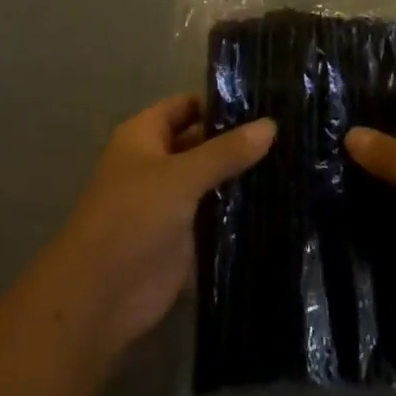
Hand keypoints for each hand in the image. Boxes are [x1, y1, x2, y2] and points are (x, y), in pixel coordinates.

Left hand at [46, 94, 273, 358]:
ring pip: (211, 177)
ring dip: (241, 173)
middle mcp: (157, 162)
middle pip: (201, 140)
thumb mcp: (181, 176)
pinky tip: (276, 199)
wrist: (102, 296)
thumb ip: (226, 151)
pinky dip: (238, 206)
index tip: (267, 99)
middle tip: (288, 131)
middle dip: (237, 138)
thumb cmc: (132, 218)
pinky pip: (215, 212)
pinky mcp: (183, 235)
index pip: (187, 105)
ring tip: (293, 160)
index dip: (221, 101)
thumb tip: (271, 124)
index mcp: (144, 136)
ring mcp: (170, 200)